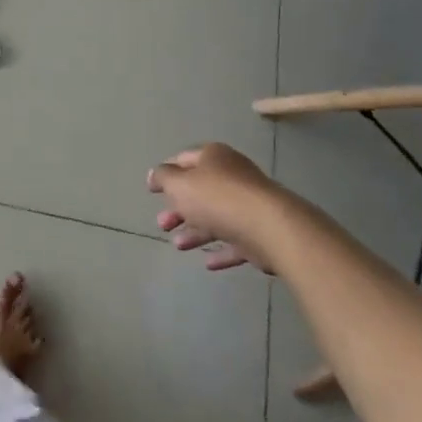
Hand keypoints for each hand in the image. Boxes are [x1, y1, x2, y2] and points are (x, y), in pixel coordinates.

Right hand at [149, 143, 296, 272]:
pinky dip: (220, 250)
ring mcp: (248, 204)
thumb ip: (164, 178)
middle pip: (200, 190)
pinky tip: (207, 263)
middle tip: (163, 223)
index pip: (184, 159)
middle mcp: (232, 176)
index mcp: (213, 157)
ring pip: (216, 216)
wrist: (269, 228)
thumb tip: (155, 174)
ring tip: (178, 245)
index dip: (166, 173)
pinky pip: (235, 240)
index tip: (151, 189)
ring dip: (195, 231)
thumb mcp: (179, 184)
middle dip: (179, 208)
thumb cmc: (217, 199)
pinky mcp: (260, 232)